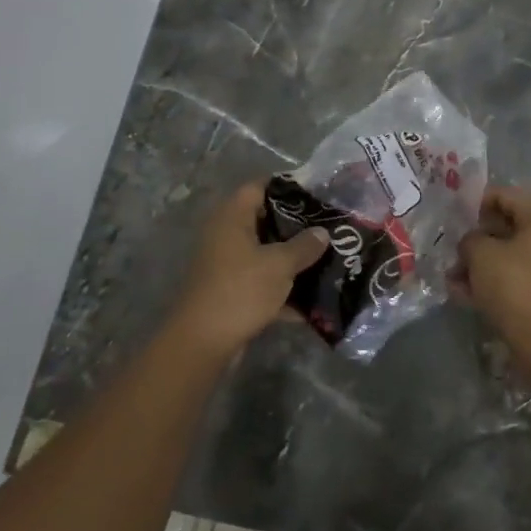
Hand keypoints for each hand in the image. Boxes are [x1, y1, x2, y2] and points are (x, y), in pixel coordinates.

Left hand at [173, 181, 327, 359]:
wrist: (203, 343)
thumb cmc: (240, 290)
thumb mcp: (279, 265)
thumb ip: (304, 246)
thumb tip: (322, 232)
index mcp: (232, 218)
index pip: (259, 187)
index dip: (287, 188)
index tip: (316, 196)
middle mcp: (226, 236)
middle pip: (264, 221)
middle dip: (296, 227)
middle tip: (327, 229)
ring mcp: (226, 265)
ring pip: (264, 254)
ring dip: (291, 260)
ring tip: (326, 260)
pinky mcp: (230, 292)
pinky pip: (261, 282)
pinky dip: (282, 290)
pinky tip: (311, 301)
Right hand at [458, 185, 530, 377]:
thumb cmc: (515, 286)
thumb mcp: (481, 255)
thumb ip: (470, 240)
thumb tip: (472, 243)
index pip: (505, 196)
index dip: (475, 203)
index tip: (455, 218)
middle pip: (508, 228)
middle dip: (477, 241)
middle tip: (453, 253)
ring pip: (512, 256)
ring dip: (482, 265)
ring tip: (454, 281)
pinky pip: (520, 278)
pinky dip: (497, 283)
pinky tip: (469, 297)